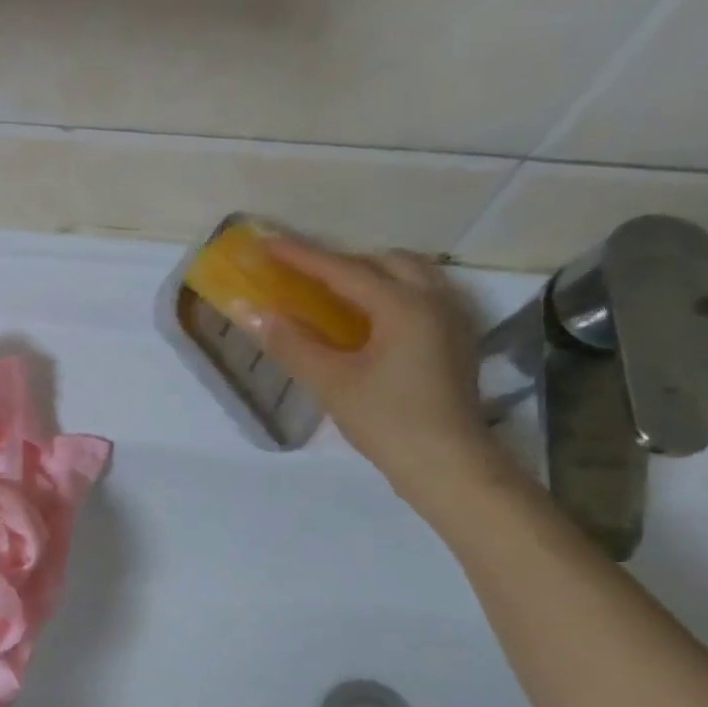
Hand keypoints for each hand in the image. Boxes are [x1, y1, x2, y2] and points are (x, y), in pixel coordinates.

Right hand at [250, 236, 512, 514]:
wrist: (447, 464)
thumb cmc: (387, 420)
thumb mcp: (331, 382)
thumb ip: (291, 343)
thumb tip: (252, 313)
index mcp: (404, 305)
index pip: (344, 270)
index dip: (302, 256)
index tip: (268, 242)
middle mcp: (434, 300)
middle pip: (385, 262)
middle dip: (342, 262)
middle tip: (303, 275)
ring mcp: (451, 319)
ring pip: (410, 276)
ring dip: (370, 275)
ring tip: (335, 293)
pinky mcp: (455, 341)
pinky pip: (421, 296)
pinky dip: (390, 294)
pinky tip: (369, 320)